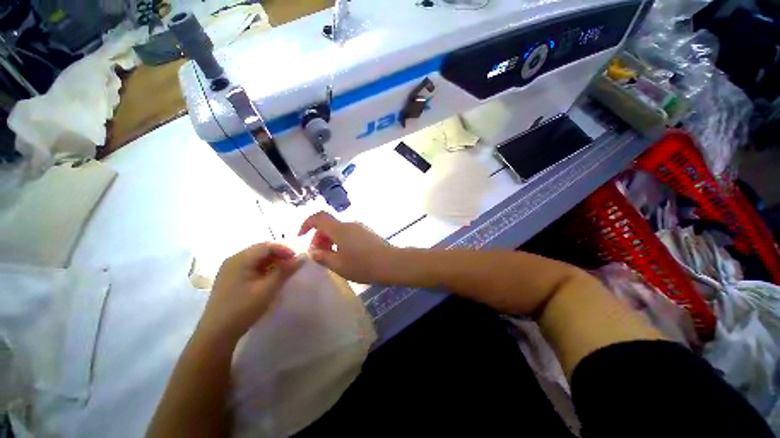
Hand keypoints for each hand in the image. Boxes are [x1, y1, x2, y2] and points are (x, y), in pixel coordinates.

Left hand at [197, 243, 302, 343]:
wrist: (216, 334)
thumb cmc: (243, 308)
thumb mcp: (268, 288)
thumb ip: (285, 270)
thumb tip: (302, 257)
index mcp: (240, 259)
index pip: (266, 246)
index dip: (284, 250)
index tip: (297, 259)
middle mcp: (233, 260)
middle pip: (261, 251)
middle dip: (279, 256)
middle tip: (292, 265)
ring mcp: (230, 270)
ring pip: (256, 259)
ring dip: (272, 263)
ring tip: (284, 273)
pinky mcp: (230, 279)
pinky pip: (250, 267)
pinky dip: (263, 270)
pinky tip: (270, 279)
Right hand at [299, 211, 397, 283]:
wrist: (391, 263)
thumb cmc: (362, 265)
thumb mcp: (338, 265)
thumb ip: (322, 257)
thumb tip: (314, 252)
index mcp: (339, 229)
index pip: (319, 217)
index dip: (307, 223)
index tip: (301, 236)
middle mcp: (350, 224)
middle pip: (329, 225)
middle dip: (319, 238)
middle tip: (319, 256)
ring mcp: (360, 228)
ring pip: (339, 231)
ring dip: (331, 241)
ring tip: (333, 259)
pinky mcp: (368, 233)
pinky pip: (349, 234)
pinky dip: (342, 242)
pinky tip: (347, 256)